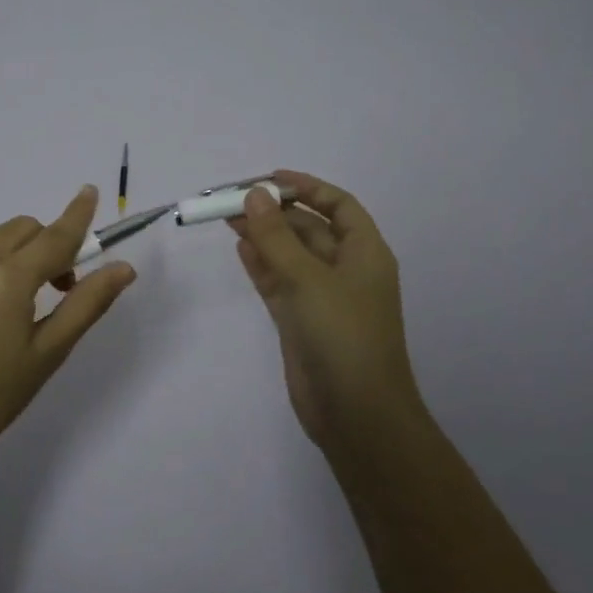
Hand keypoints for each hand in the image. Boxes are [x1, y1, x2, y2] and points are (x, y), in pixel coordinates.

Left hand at [0, 185, 135, 464]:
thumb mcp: (49, 352)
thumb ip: (87, 303)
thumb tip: (123, 268)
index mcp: (7, 280)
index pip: (53, 237)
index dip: (75, 215)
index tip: (89, 191)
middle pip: (21, 230)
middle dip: (46, 243)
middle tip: (58, 287)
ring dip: (16, 257)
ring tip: (18, 307)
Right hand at [229, 171, 422, 446]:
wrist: (355, 413)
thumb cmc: (343, 335)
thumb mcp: (309, 279)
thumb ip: (277, 237)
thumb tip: (254, 195)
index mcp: (364, 253)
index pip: (338, 205)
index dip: (307, 187)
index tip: (269, 178)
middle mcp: (345, 270)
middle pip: (309, 228)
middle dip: (275, 212)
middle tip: (232, 200)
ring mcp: (322, 297)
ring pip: (290, 255)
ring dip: (264, 236)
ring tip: (227, 218)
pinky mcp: (301, 321)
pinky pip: (279, 282)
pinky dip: (261, 265)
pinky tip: (240, 248)